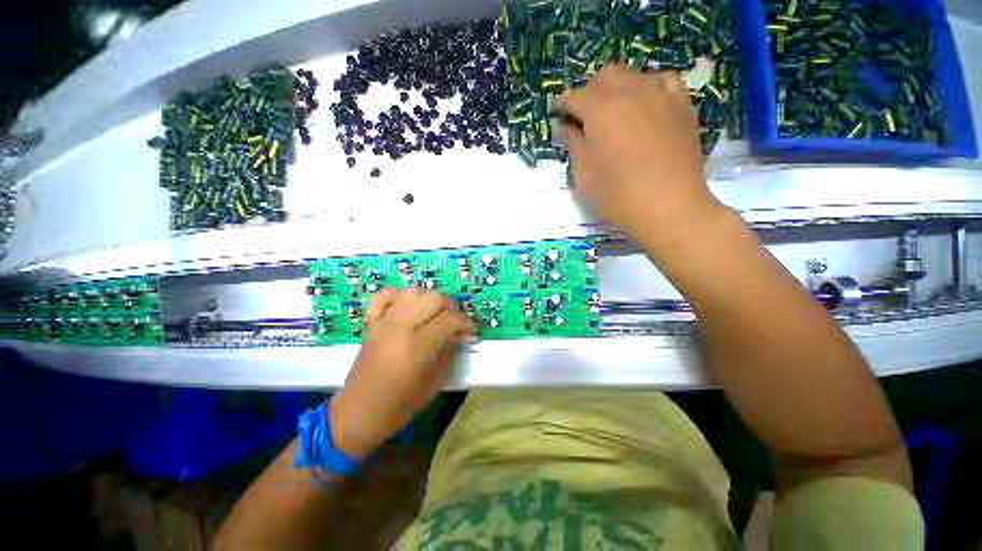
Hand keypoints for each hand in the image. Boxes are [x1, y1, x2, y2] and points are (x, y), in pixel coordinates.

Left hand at [329, 288, 474, 458]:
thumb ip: (449, 351)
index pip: (449, 319)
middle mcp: (399, 327)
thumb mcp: (434, 382)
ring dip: (430, 299)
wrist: (358, 412)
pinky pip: (384, 296)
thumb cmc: (400, 405)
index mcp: (416, 346)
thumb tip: (461, 334)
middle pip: (434, 298)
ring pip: (413, 292)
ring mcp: (383, 322)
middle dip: (451, 306)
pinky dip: (399, 295)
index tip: (471, 332)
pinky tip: (408, 306)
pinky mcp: (371, 322)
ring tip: (437, 313)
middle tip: (457, 322)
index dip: (465, 322)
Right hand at [556, 65, 722, 247]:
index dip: (563, 103)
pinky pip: (663, 81)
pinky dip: (648, 88)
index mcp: (601, 112)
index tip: (557, 113)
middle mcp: (631, 93)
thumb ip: (574, 145)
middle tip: (584, 116)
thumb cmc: (618, 198)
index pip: (576, 96)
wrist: (670, 209)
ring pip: (634, 75)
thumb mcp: (585, 176)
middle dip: (590, 92)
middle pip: (605, 76)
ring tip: (614, 112)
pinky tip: (645, 105)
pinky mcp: (682, 106)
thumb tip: (566, 127)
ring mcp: (661, 95)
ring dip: (617, 88)